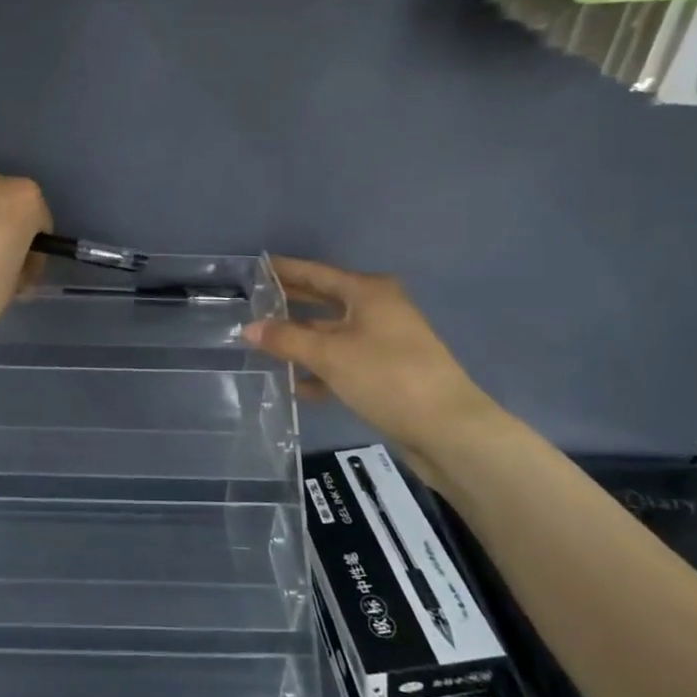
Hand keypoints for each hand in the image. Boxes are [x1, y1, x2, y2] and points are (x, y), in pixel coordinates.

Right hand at [244, 256, 499, 456]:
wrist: (447, 428)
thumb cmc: (386, 377)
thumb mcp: (329, 355)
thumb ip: (286, 339)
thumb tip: (249, 328)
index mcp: (368, 293)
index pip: (317, 273)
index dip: (286, 270)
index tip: (257, 268)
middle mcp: (378, 310)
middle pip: (324, 301)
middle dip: (291, 305)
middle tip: (253, 305)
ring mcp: (385, 342)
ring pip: (333, 334)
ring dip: (302, 341)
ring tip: (264, 348)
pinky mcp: (387, 372)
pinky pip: (345, 362)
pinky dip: (322, 370)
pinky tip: (298, 386)